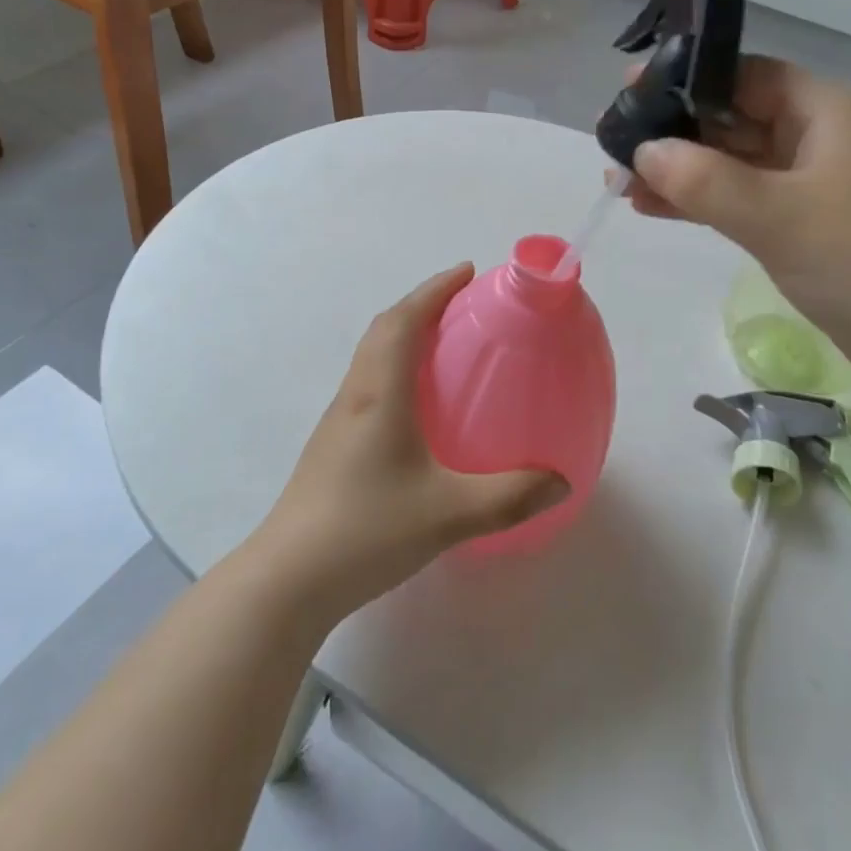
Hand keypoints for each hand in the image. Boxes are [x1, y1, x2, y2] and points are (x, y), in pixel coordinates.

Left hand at [255, 265, 568, 617]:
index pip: (404, 321)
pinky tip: (418, 406)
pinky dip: (395, 368)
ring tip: (444, 344)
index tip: (466, 272)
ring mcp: (339, 420)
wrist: (289, 578)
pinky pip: (368, 384)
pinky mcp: (333, 445)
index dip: (434, 290)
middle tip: (462, 303)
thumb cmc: (366, 530)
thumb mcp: (449, 514)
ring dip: (405, 334)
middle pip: (384, 330)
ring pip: (371, 356)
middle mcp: (355, 395)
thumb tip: (561, 481)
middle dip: (422, 304)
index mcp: (380, 394)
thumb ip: (510, 496)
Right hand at [626, 56, 850, 395]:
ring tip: (621, 181)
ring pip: (733, 163)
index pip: (745, 76)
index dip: (686, 80)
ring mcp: (812, 184)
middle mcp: (817, 138)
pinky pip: (743, 200)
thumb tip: (644, 152)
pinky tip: (655, 208)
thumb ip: (704, 181)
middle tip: (615, 142)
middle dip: (675, 132)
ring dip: (682, 171)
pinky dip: (703, 203)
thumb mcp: (778, 215)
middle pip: (733, 119)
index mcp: (824, 112)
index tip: (631, 93)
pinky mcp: (805, 225)